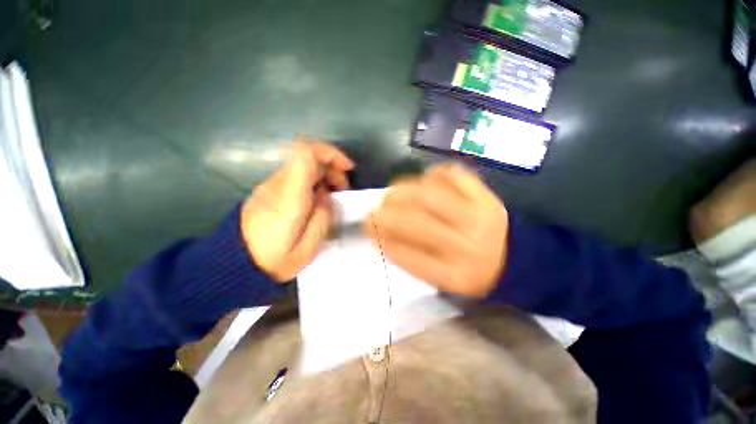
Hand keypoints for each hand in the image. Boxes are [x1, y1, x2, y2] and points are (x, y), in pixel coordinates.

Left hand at [241, 142, 353, 281]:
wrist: (235, 264)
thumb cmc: (272, 261)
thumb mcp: (306, 250)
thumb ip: (322, 219)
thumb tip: (326, 196)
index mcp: (289, 198)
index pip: (306, 155)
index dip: (331, 154)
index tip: (347, 168)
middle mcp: (278, 185)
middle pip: (307, 156)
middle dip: (332, 166)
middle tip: (342, 188)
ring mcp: (271, 186)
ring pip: (302, 164)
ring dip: (324, 173)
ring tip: (333, 194)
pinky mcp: (269, 190)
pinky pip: (296, 175)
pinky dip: (314, 180)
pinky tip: (319, 197)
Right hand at [365, 163, 508, 297]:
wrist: (516, 260)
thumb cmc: (473, 273)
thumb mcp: (443, 280)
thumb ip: (413, 261)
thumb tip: (383, 238)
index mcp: (457, 276)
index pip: (411, 257)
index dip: (385, 242)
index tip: (370, 232)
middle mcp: (468, 247)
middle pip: (417, 223)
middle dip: (387, 214)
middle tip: (373, 211)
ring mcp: (480, 218)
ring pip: (431, 196)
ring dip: (403, 192)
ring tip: (391, 193)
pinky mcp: (488, 197)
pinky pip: (456, 177)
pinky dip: (434, 174)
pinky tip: (424, 180)